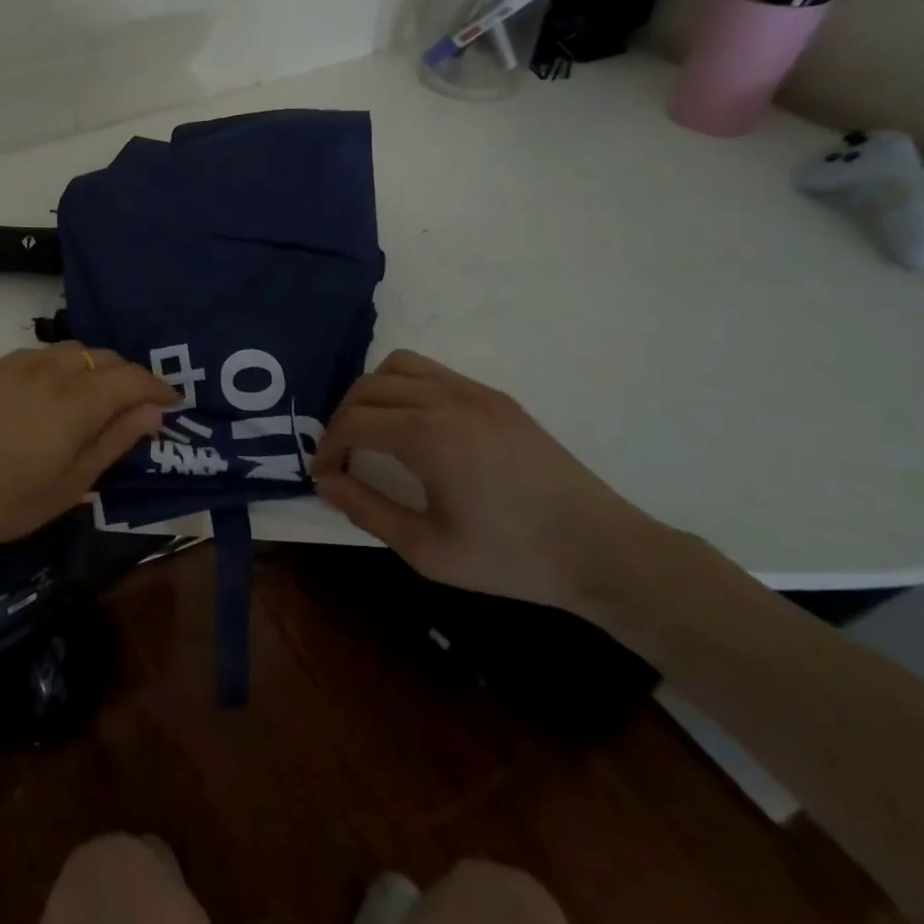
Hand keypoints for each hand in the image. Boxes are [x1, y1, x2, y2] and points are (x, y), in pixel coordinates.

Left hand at [0, 343, 173, 576]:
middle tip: (136, 404)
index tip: (172, 403)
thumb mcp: (69, 485)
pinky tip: (49, 393)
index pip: (132, 378)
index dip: (158, 387)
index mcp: (76, 400)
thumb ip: (114, 442)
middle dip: (128, 375)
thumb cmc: (2, 502)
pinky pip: (37, 355)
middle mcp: (49, 369)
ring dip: (93, 366)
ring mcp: (14, 364)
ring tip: (95, 396)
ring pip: (70, 350)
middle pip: (103, 356)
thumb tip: (153, 412)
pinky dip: (59, 366)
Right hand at [313, 350, 662, 615]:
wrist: (601, 550)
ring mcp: (474, 392)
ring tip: (372, 430)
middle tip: (341, 456)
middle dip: (343, 417)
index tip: (323, 475)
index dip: (328, 446)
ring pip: (399, 365)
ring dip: (372, 392)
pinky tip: (414, 424)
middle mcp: (445, 399)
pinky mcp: (496, 397)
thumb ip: (366, 510)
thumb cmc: (510, 557)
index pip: (353, 422)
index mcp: (427, 435)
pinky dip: (406, 386)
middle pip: (369, 387)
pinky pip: (434, 372)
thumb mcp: (427, 549)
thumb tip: (326, 482)